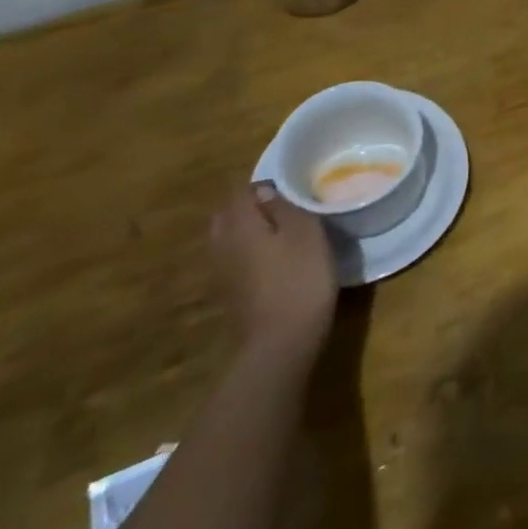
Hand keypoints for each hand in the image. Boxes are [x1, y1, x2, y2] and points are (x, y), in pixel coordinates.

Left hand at [212, 181, 339, 362]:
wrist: (280, 344)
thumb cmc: (299, 279)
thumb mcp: (306, 232)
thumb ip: (284, 206)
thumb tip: (266, 191)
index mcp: (238, 224)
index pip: (242, 190)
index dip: (265, 185)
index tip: (292, 189)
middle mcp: (221, 244)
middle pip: (229, 214)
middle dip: (252, 207)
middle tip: (285, 208)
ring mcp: (221, 272)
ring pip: (230, 238)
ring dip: (250, 231)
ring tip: (282, 234)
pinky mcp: (229, 295)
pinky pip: (235, 261)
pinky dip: (250, 254)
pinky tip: (274, 263)